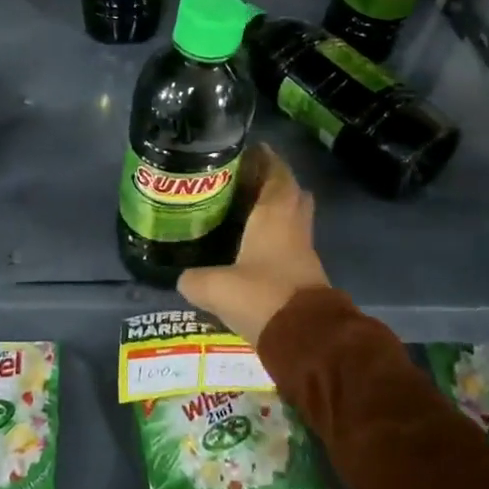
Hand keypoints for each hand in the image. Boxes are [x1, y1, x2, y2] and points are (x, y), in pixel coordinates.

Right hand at [178, 144, 328, 345]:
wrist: (306, 338)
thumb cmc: (262, 296)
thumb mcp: (215, 287)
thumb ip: (194, 279)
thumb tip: (182, 278)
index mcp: (275, 214)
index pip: (277, 173)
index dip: (267, 159)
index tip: (251, 150)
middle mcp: (293, 225)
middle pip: (291, 193)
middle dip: (274, 182)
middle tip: (245, 182)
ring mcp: (304, 250)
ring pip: (294, 219)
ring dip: (277, 212)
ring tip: (245, 213)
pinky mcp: (306, 274)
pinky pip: (291, 244)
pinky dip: (276, 238)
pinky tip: (253, 248)